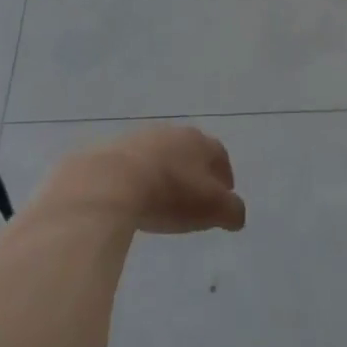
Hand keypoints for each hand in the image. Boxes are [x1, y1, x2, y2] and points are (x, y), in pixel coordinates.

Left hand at [56, 124, 246, 234]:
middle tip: (193, 199)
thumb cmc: (170, 194)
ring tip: (161, 200)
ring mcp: (140, 137)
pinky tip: (134, 197)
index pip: (220, 157)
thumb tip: (236, 213)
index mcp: (200, 142)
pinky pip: (132, 164)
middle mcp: (173, 132)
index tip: (222, 200)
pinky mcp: (112, 149)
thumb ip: (232, 211)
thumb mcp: (213, 209)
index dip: (224, 179)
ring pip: (160, 155)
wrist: (111, 181)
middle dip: (194, 173)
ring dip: (165, 173)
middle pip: (190, 152)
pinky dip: (138, 178)